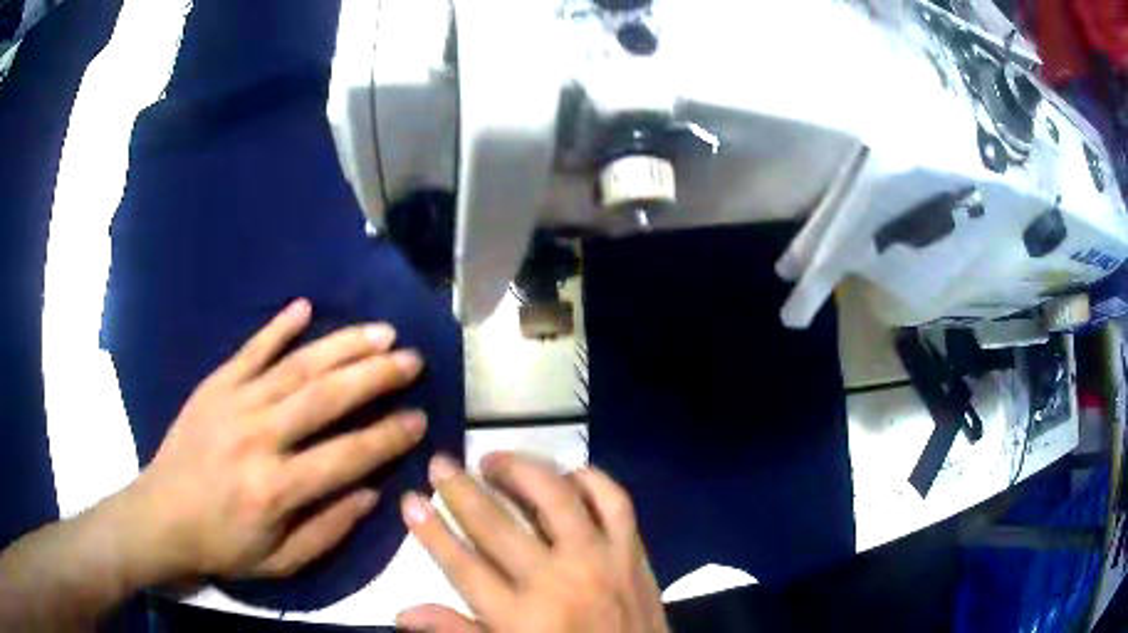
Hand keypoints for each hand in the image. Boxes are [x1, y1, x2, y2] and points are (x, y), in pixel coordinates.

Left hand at [122, 299, 427, 581]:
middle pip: (325, 397)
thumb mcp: (282, 561)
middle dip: (375, 375)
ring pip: (296, 366)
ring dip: (341, 345)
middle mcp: (258, 438)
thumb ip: (328, 529)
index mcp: (276, 488)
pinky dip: (277, 327)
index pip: (347, 455)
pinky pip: (250, 350)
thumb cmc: (223, 545)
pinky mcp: (214, 385)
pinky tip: (304, 306)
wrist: (161, 516)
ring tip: (380, 331)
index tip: (420, 418)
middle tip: (411, 359)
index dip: (388, 437)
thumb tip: (371, 492)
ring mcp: (233, 403)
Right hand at [396, 453, 668, 632]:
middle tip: (441, 463)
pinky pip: (613, 502)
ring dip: (520, 470)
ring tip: (495, 460)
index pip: (462, 564)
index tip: (410, 500)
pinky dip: (590, 479)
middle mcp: (556, 580)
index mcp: (521, 617)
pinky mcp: (633, 552)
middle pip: (496, 525)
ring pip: (555, 497)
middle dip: (460, 490)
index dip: (431, 530)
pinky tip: (566, 473)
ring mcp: (600, 560)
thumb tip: (402, 613)